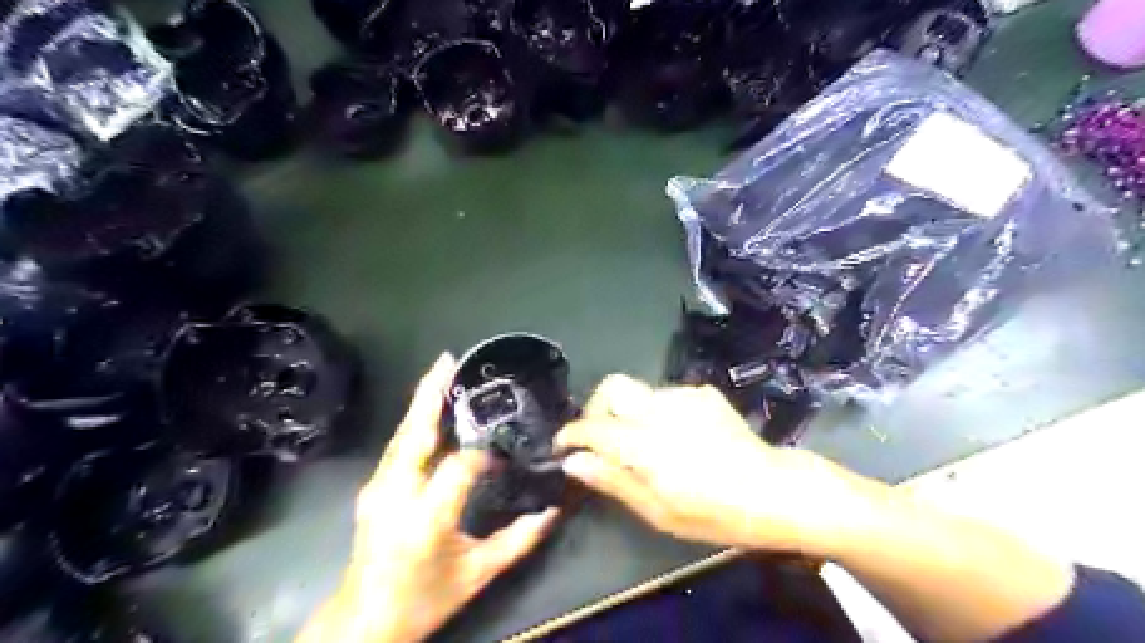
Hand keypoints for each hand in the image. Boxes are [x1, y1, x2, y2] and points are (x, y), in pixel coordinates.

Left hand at [298, 354, 558, 639]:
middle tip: (448, 360)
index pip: (459, 466)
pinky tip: (427, 409)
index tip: (502, 455)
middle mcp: (396, 495)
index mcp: (426, 518)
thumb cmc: (424, 600)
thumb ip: (519, 540)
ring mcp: (376, 489)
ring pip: (402, 435)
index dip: (483, 455)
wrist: (364, 622)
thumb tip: (554, 511)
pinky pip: (396, 447)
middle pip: (415, 434)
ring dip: (421, 402)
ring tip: (440, 372)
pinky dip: (413, 422)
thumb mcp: (478, 574)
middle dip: (431, 394)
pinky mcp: (371, 488)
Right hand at [560, 373, 877, 554]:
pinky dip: (658, 413)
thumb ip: (613, 481)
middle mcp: (661, 410)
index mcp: (647, 445)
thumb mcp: (659, 512)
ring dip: (630, 413)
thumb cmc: (714, 513)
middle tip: (600, 436)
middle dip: (596, 406)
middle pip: (612, 386)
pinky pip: (665, 396)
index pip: (594, 426)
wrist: (773, 490)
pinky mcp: (702, 393)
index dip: (571, 433)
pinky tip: (676, 437)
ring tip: (645, 443)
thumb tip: (574, 462)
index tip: (563, 444)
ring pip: (639, 392)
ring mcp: (685, 396)